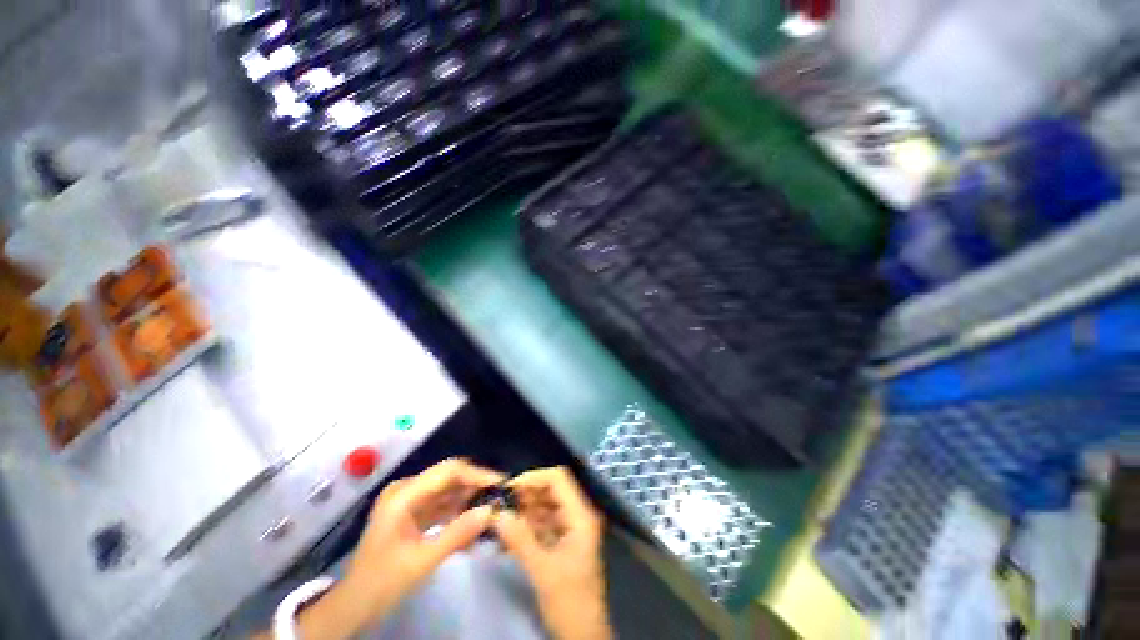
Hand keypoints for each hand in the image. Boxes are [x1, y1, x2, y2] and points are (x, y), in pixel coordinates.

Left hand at [295, 459, 504, 639]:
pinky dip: (458, 511)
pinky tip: (474, 522)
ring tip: (492, 509)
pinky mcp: (413, 512)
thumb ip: (457, 534)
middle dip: (476, 485)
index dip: (477, 474)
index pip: (448, 472)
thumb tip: (491, 511)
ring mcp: (409, 500)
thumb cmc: (381, 583)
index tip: (500, 484)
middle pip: (449, 477)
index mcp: (404, 495)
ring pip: (448, 490)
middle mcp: (407, 490)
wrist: (352, 605)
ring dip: (469, 499)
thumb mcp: (421, 562)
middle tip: (500, 497)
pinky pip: (442, 504)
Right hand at [493, 467, 610, 639]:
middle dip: (527, 493)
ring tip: (502, 516)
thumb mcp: (543, 571)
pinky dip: (528, 523)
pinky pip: (545, 522)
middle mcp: (579, 515)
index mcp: (581, 516)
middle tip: (501, 503)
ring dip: (526, 508)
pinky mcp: (564, 541)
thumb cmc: (569, 602)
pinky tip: (510, 531)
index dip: (534, 478)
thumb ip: (520, 539)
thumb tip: (497, 513)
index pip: (559, 479)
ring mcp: (572, 528)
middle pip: (553, 489)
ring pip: (547, 505)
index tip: (509, 489)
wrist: (584, 636)